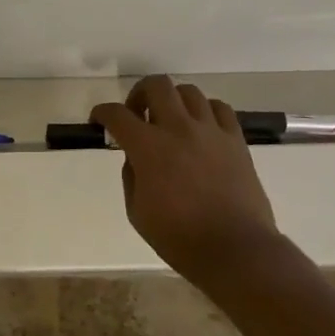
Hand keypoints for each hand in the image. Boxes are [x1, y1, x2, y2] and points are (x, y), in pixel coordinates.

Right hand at [90, 75, 282, 286]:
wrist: (236, 250)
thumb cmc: (180, 238)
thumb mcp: (138, 213)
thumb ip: (131, 177)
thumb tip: (135, 158)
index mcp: (149, 148)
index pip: (117, 114)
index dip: (102, 112)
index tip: (99, 119)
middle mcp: (179, 128)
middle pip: (156, 85)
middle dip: (139, 93)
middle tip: (138, 114)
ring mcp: (210, 131)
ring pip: (189, 91)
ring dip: (173, 100)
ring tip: (171, 120)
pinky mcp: (235, 140)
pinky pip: (220, 108)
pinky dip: (205, 111)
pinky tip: (201, 127)